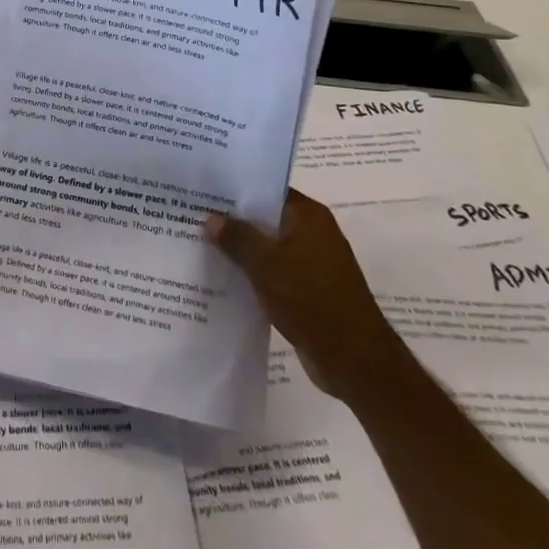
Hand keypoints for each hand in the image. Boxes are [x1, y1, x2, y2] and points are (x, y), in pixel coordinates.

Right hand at [206, 190, 410, 399]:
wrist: (354, 360)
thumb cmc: (311, 299)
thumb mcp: (266, 264)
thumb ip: (237, 237)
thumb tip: (212, 218)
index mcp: (308, 216)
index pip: (267, 189)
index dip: (236, 188)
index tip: (205, 188)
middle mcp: (313, 233)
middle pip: (266, 218)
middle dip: (233, 220)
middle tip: (194, 214)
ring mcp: (312, 262)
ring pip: (268, 247)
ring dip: (242, 249)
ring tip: (201, 244)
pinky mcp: (309, 290)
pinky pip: (274, 271)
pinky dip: (254, 273)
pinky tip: (224, 276)